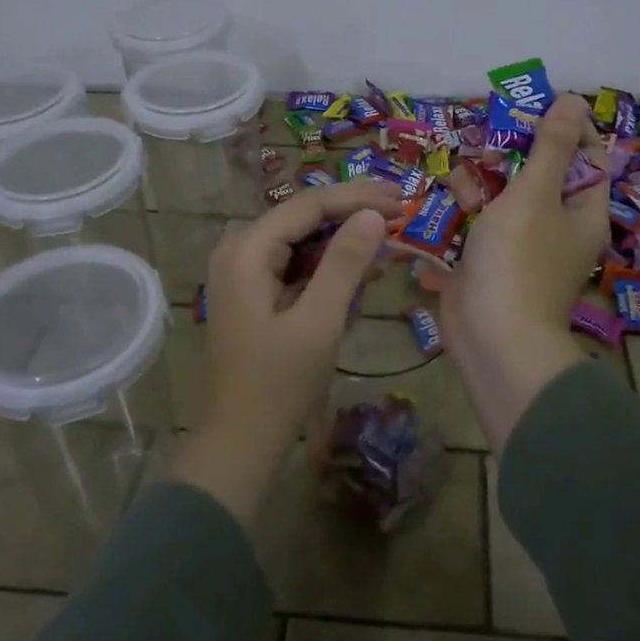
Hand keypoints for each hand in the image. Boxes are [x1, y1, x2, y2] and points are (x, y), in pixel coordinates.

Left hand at [169, 179, 404, 526]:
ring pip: (300, 236)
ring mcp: (242, 271)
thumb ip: (345, 264)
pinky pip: (294, 261)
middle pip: (302, 215)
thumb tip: (373, 215)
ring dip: (343, 234)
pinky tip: (361, 264)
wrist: (240, 442)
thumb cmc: (279, 384)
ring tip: (388, 230)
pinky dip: (327, 261)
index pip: (308, 205)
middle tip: (400, 208)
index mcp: (246, 251)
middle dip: (352, 210)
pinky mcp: (252, 290)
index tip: (401, 200)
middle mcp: (238, 250)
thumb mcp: (319, 321)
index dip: (356, 198)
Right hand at [442, 92, 610, 443]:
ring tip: (462, 177)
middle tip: (485, 137)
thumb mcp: (535, 194)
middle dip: (511, 152)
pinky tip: (450, 198)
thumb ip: (551, 146)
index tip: (530, 107)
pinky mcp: (491, 256)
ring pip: (506, 193)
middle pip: (540, 171)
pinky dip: (468, 206)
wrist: (491, 337)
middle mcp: (559, 224)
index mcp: (583, 209)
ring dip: (483, 179)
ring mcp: (523, 242)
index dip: (564, 127)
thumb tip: (575, 99)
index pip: (587, 155)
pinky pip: (483, 218)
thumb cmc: (519, 259)